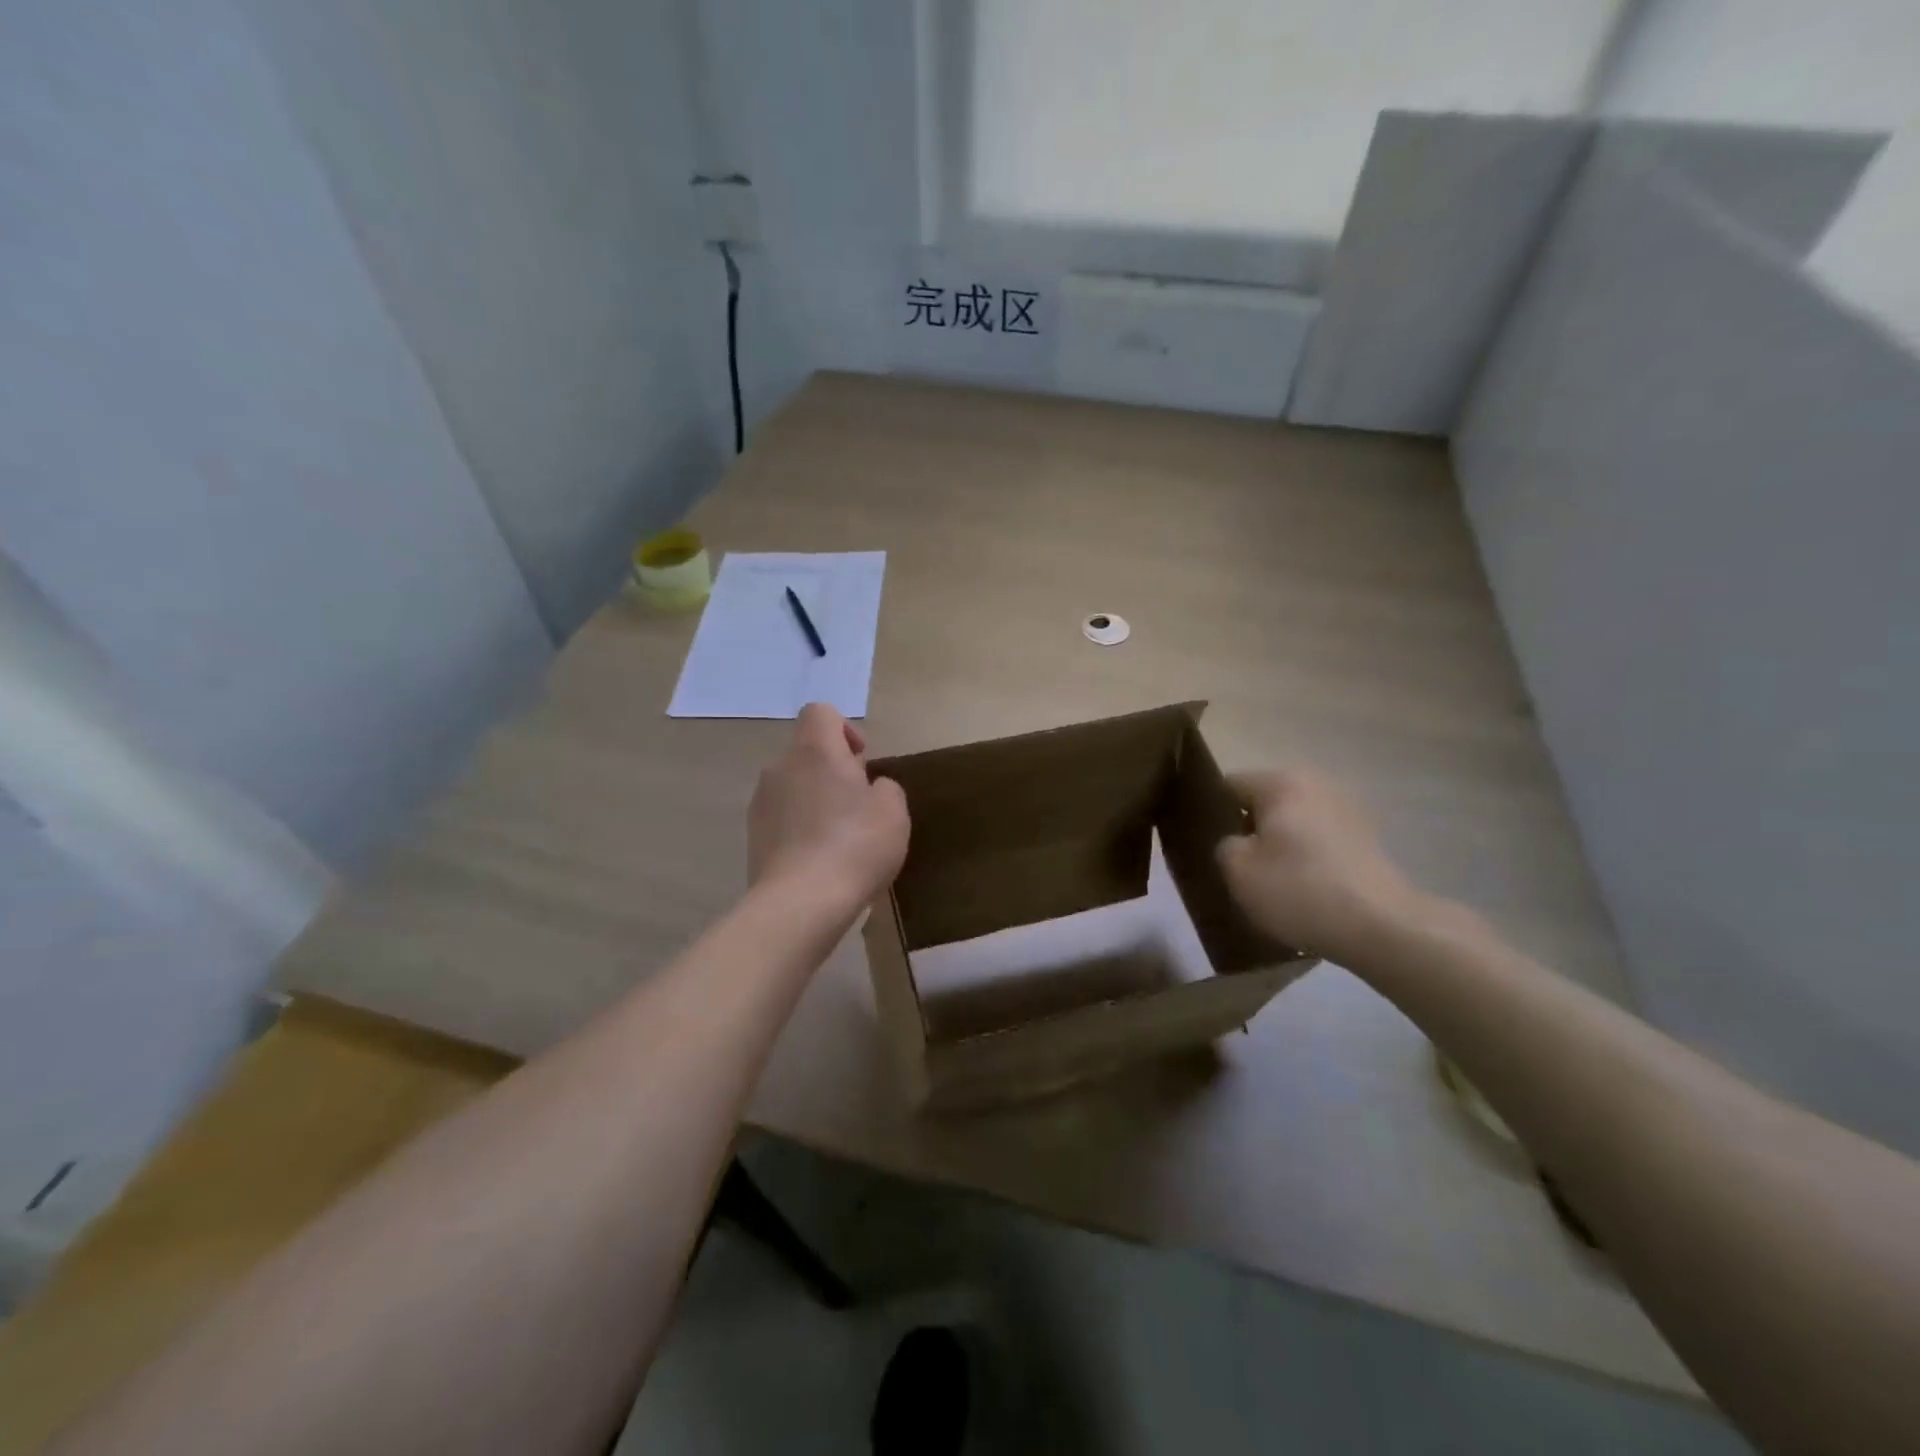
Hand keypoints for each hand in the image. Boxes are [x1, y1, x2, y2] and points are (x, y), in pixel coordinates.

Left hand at [748, 704, 908, 911]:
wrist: (801, 902)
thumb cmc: (855, 845)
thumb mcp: (893, 812)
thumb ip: (885, 788)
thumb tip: (870, 788)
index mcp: (815, 751)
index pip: (821, 712)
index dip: (845, 729)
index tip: (861, 762)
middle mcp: (780, 767)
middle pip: (807, 752)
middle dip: (833, 771)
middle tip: (859, 806)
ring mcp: (760, 803)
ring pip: (793, 787)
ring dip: (815, 801)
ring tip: (840, 839)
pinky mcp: (752, 837)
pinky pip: (782, 818)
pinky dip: (800, 828)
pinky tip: (820, 860)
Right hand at [1215, 768, 1422, 963]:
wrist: (1381, 926)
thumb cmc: (1299, 889)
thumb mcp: (1237, 870)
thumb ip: (1223, 845)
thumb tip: (1236, 841)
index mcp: (1281, 782)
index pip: (1228, 786)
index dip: (1210, 813)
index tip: (1204, 844)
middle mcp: (1316, 784)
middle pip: (1263, 802)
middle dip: (1247, 829)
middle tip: (1234, 866)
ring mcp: (1346, 809)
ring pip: (1292, 822)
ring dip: (1278, 844)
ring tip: (1268, 880)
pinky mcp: (1366, 838)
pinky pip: (1318, 840)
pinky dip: (1305, 857)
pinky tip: (1301, 888)